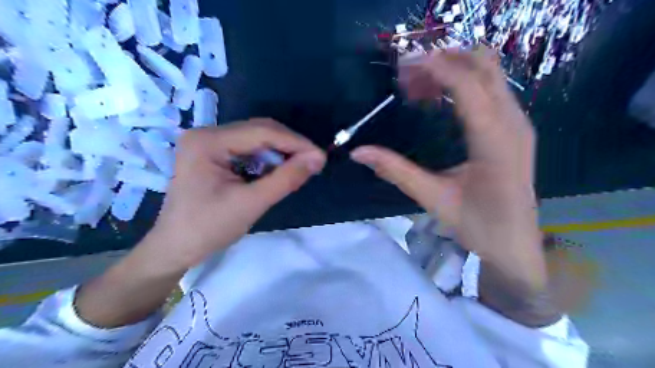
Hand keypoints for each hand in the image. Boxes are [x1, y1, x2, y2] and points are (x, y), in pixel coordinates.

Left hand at [145, 118, 324, 270]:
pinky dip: (267, 158)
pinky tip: (278, 170)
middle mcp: (207, 133)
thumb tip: (318, 158)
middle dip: (289, 146)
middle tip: (313, 162)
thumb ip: (286, 179)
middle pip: (259, 130)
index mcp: (208, 141)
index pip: (262, 132)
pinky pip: (247, 149)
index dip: (296, 143)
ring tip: (300, 167)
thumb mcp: (251, 204)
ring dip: (280, 152)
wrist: (175, 248)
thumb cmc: (208, 229)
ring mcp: (208, 142)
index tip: (321, 156)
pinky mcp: (212, 153)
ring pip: (255, 139)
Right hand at [350, 45, 545, 286]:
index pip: (467, 85)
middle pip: (483, 65)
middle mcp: (512, 122)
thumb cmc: (478, 225)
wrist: (516, 245)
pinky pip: (490, 88)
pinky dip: (462, 82)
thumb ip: (396, 171)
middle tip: (406, 76)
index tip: (402, 66)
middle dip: (443, 59)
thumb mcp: (433, 198)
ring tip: (416, 87)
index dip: (435, 67)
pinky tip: (437, 99)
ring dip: (452, 69)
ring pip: (488, 73)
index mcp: (494, 141)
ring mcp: (517, 122)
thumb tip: (358, 152)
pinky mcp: (514, 127)